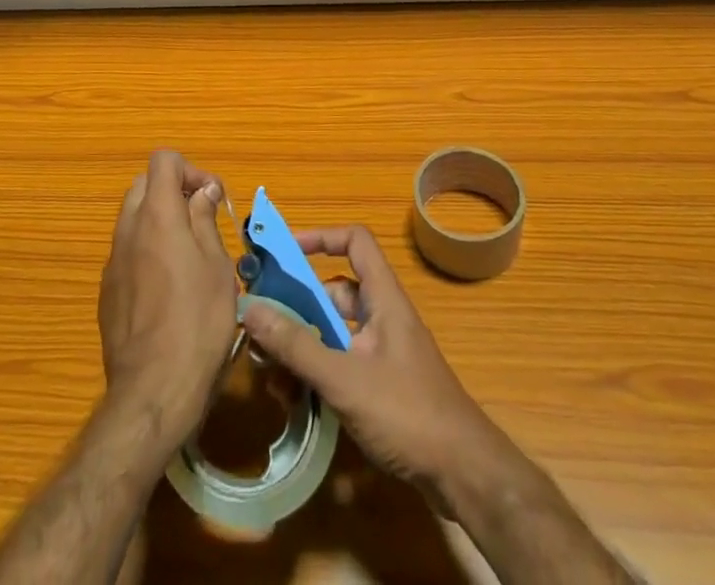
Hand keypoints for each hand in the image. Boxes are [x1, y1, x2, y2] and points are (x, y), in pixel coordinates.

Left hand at [98, 150, 238, 442]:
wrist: (152, 392)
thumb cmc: (198, 323)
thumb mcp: (217, 266)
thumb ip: (205, 220)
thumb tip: (201, 191)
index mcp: (157, 215)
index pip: (163, 160)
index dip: (190, 170)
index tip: (211, 199)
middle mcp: (128, 230)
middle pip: (144, 186)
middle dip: (173, 193)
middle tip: (201, 223)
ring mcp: (112, 262)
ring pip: (133, 219)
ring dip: (159, 223)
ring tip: (189, 258)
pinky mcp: (107, 293)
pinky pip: (127, 253)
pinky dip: (146, 252)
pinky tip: (168, 290)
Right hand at [240, 224, 503, 498]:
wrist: (464, 477)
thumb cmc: (408, 413)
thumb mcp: (345, 378)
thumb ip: (297, 345)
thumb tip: (250, 308)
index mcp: (384, 299)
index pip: (355, 242)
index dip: (321, 237)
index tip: (284, 252)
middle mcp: (383, 317)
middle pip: (335, 293)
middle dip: (297, 306)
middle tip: (261, 323)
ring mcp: (384, 354)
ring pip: (335, 333)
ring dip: (303, 346)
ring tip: (269, 372)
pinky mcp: (383, 387)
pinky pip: (342, 364)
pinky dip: (318, 374)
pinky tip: (294, 401)